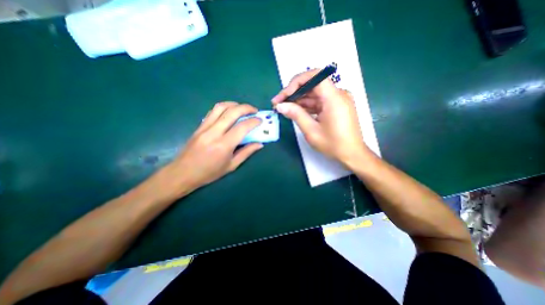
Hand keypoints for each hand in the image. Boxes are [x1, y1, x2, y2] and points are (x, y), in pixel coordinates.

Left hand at [161, 102, 264, 196]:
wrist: (182, 173)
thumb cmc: (209, 173)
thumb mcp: (231, 166)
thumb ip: (246, 153)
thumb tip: (260, 144)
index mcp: (224, 145)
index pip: (242, 127)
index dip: (254, 121)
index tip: (260, 120)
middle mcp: (214, 132)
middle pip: (232, 112)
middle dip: (246, 108)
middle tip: (254, 111)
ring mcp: (204, 127)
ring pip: (220, 107)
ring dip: (234, 104)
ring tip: (242, 108)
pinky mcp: (199, 126)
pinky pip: (212, 112)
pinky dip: (224, 108)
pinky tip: (229, 112)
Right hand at [273, 69, 369, 166]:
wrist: (352, 154)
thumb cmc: (333, 145)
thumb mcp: (312, 131)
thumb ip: (296, 115)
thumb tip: (280, 105)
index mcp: (334, 98)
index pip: (314, 76)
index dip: (296, 82)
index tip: (284, 95)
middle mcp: (338, 94)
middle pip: (313, 84)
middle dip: (294, 92)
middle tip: (279, 102)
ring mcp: (338, 99)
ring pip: (315, 93)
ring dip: (299, 99)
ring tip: (284, 108)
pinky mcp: (337, 106)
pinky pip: (319, 101)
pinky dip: (307, 105)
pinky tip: (296, 111)